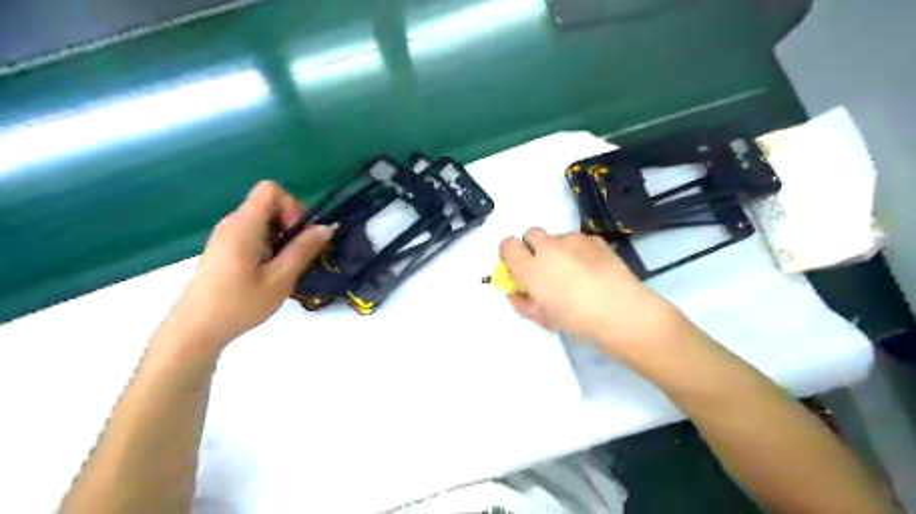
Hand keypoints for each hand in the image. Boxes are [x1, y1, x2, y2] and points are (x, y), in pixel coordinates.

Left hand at [158, 180, 333, 353]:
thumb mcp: (280, 279)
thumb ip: (303, 249)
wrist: (195, 331)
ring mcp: (225, 236)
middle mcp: (232, 223)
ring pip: (262, 220)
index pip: (270, 189)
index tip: (297, 234)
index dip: (291, 205)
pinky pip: (253, 233)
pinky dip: (269, 244)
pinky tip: (270, 271)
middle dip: (291, 222)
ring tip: (286, 266)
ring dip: (282, 236)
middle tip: (298, 253)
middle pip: (268, 203)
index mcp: (243, 226)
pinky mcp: (223, 249)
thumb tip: (326, 227)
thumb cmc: (239, 304)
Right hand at [500, 229, 686, 356]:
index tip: (518, 267)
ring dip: (557, 249)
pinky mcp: (593, 239)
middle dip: (532, 246)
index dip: (510, 254)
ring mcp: (572, 240)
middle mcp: (547, 248)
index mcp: (529, 268)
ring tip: (574, 271)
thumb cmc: (575, 319)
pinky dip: (579, 251)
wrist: (620, 310)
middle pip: (531, 233)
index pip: (507, 245)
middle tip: (544, 267)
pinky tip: (592, 269)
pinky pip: (578, 240)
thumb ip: (523, 303)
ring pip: (556, 237)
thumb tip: (515, 293)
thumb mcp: (542, 319)